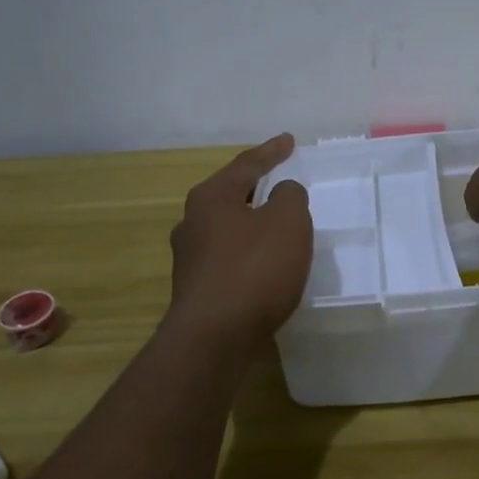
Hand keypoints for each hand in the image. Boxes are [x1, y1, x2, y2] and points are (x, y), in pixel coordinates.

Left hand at [167, 134, 312, 351]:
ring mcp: (189, 258)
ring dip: (251, 223)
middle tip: (279, 180)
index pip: (247, 165)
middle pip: (230, 194)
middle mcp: (192, 222)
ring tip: (275, 225)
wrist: (214, 337)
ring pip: (227, 228)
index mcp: (211, 197)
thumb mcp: (288, 222)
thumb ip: (289, 197)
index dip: (271, 152)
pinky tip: (263, 264)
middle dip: (255, 187)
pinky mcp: (196, 288)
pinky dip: (248, 252)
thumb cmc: (254, 269)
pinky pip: (228, 257)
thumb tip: (281, 193)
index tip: (289, 141)